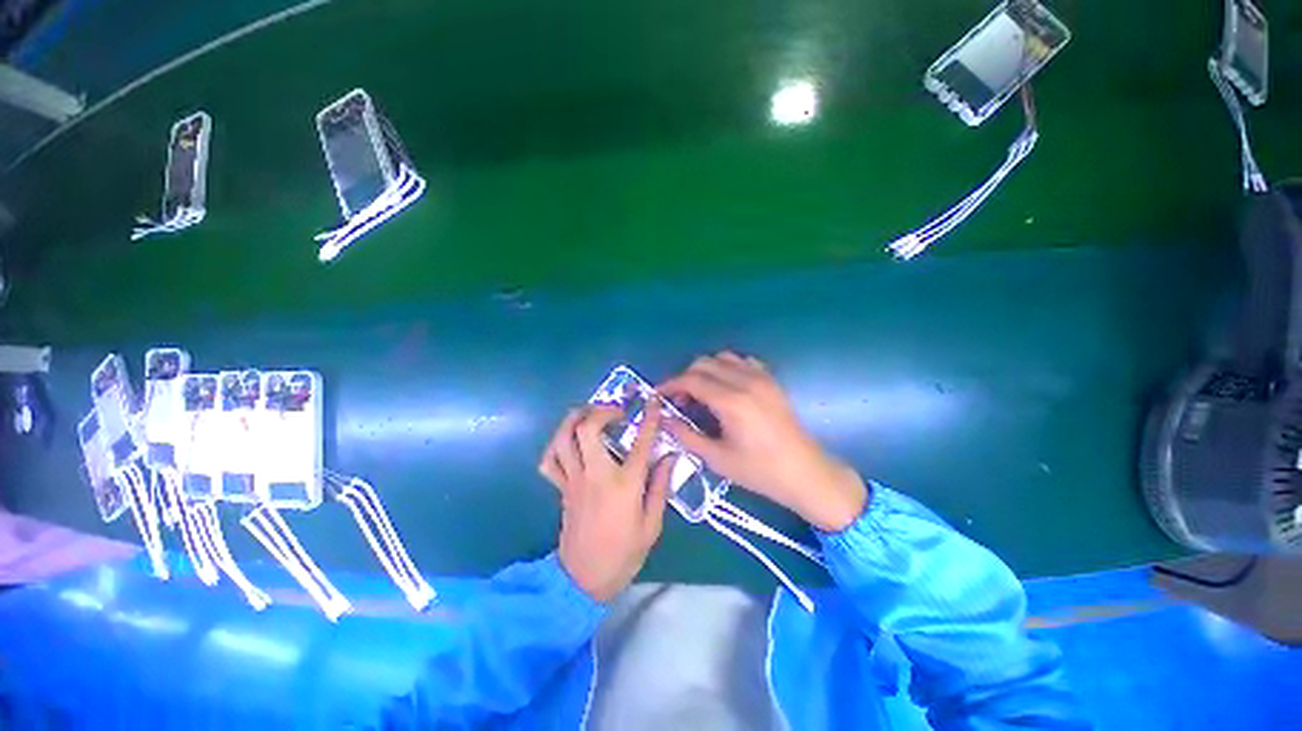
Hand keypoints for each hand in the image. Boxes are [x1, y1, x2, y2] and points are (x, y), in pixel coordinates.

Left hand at [539, 402, 674, 602]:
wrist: (584, 579)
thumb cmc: (623, 554)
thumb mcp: (652, 525)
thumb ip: (661, 486)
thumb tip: (669, 456)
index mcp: (624, 484)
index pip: (640, 442)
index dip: (649, 418)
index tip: (653, 402)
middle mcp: (596, 474)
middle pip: (588, 428)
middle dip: (601, 411)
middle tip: (615, 412)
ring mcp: (574, 479)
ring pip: (563, 438)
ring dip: (574, 419)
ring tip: (589, 414)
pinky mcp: (561, 488)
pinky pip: (549, 461)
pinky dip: (556, 445)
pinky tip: (569, 441)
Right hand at [659, 352, 866, 531]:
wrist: (804, 472)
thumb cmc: (760, 471)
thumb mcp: (717, 458)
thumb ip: (686, 435)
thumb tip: (665, 420)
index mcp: (731, 401)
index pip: (691, 380)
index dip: (670, 385)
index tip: (659, 395)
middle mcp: (745, 381)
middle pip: (704, 363)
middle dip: (685, 377)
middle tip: (680, 400)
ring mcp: (761, 377)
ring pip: (723, 357)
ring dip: (705, 370)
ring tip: (701, 393)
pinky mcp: (771, 380)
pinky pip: (743, 361)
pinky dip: (727, 368)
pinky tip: (726, 388)